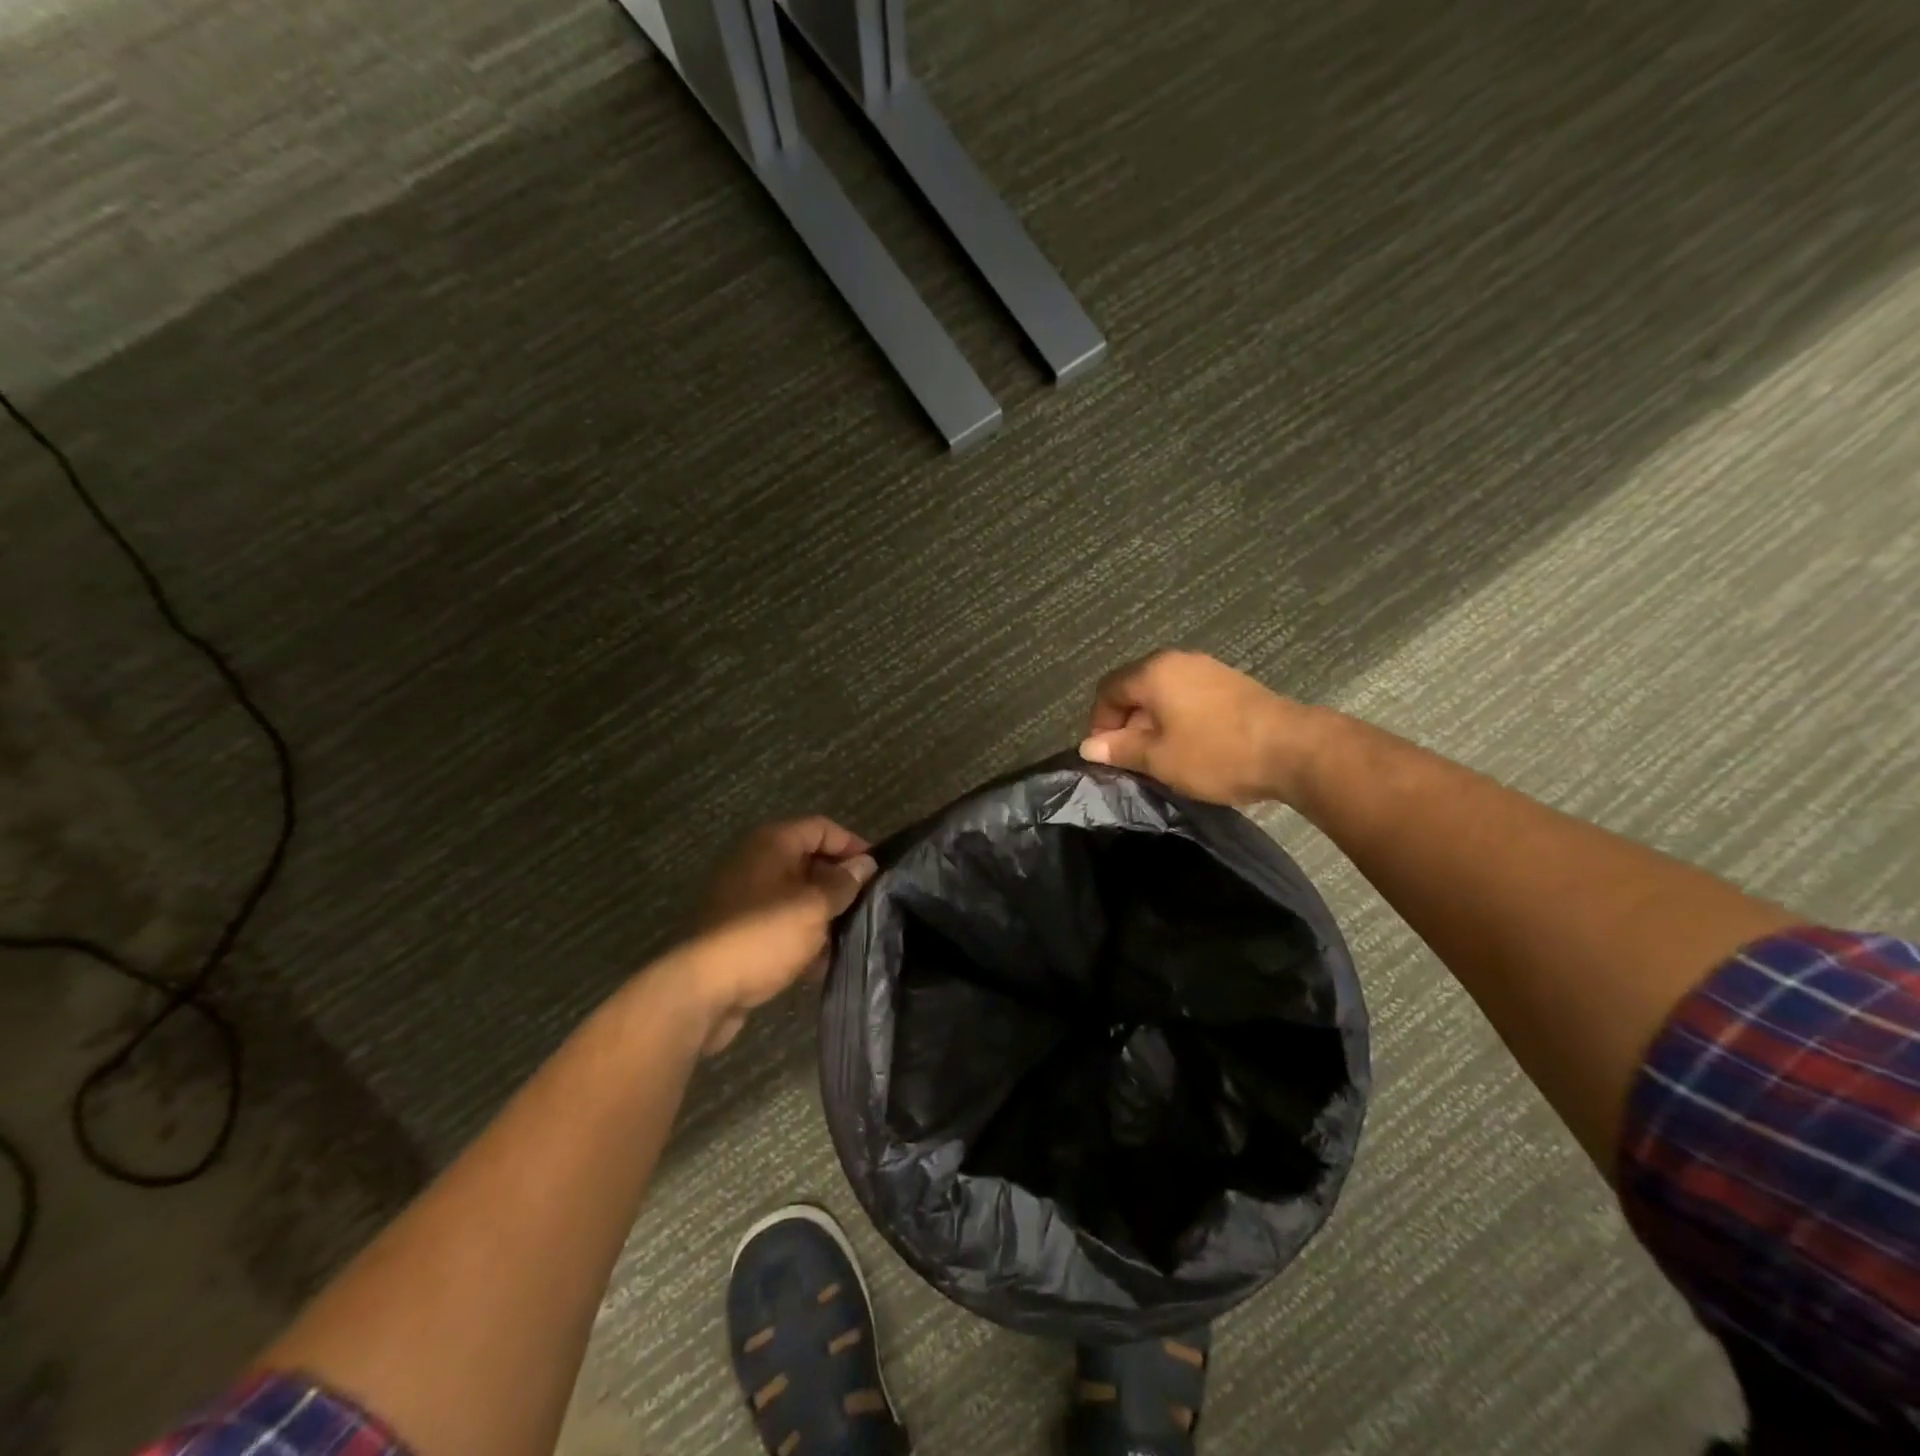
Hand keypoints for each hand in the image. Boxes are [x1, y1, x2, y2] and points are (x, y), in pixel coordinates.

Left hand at [682, 817, 876, 1054]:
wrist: (701, 991)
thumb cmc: (763, 937)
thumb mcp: (813, 907)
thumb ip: (843, 883)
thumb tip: (865, 864)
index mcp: (770, 844)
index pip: (821, 828)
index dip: (852, 845)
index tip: (878, 871)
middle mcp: (756, 863)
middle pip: (809, 861)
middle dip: (840, 883)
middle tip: (870, 905)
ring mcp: (745, 899)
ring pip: (797, 896)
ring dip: (824, 914)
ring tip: (853, 935)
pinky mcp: (740, 932)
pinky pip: (781, 924)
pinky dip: (803, 937)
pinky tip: (824, 961)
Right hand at [1079, 650, 1318, 804]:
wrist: (1294, 749)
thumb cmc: (1216, 752)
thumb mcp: (1159, 758)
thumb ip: (1120, 749)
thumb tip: (1088, 746)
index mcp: (1154, 672)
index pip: (1108, 690)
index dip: (1099, 723)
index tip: (1108, 756)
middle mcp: (1178, 661)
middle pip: (1135, 688)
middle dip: (1126, 723)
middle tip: (1133, 759)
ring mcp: (1208, 669)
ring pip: (1163, 693)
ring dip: (1153, 723)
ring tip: (1162, 756)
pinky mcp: (1231, 683)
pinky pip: (1188, 696)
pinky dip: (1178, 718)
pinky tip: (1191, 746)